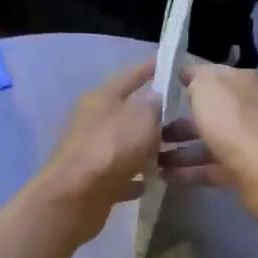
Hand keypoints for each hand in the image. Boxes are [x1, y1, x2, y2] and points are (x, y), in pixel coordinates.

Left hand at [31, 59, 161, 243]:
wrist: (75, 197)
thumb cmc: (110, 148)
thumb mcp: (141, 119)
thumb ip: (153, 106)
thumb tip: (155, 99)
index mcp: (101, 99)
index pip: (129, 76)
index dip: (149, 69)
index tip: (168, 61)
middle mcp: (94, 122)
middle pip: (128, 114)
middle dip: (153, 116)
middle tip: (182, 117)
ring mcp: (93, 152)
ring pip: (126, 146)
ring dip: (147, 150)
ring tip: (174, 153)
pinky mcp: (94, 181)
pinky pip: (122, 175)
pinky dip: (136, 177)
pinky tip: (153, 182)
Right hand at [159, 65, 257, 227]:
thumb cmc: (233, 122)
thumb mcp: (207, 87)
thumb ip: (195, 77)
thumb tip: (188, 76)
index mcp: (243, 83)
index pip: (211, 76)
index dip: (185, 81)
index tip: (158, 92)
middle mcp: (247, 109)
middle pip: (208, 113)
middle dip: (177, 122)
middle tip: (149, 131)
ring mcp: (246, 142)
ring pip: (207, 142)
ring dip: (179, 150)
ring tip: (150, 157)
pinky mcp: (242, 171)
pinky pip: (210, 168)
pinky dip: (188, 171)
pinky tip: (164, 176)